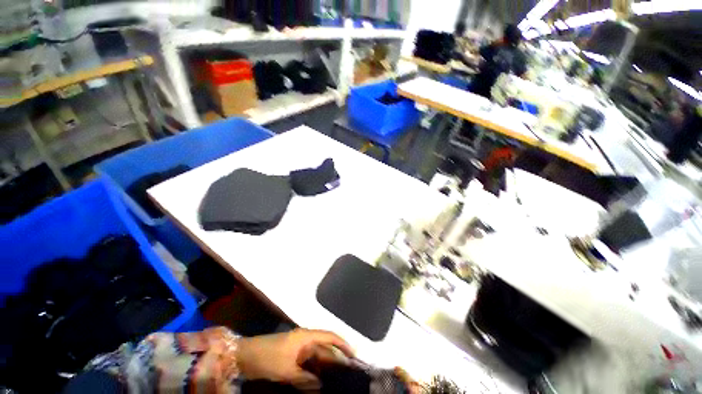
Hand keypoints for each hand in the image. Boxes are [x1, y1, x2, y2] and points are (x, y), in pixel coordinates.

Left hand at [235, 329, 353, 389]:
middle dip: (336, 360)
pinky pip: (308, 366)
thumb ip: (305, 379)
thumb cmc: (269, 357)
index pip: (329, 336)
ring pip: (317, 359)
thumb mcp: (287, 370)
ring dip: (325, 369)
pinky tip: (319, 384)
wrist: (247, 356)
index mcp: (306, 336)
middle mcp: (306, 341)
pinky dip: (314, 374)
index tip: (353, 354)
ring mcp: (299, 350)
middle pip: (325, 349)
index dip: (342, 344)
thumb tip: (321, 386)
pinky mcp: (293, 358)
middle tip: (349, 372)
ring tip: (338, 380)